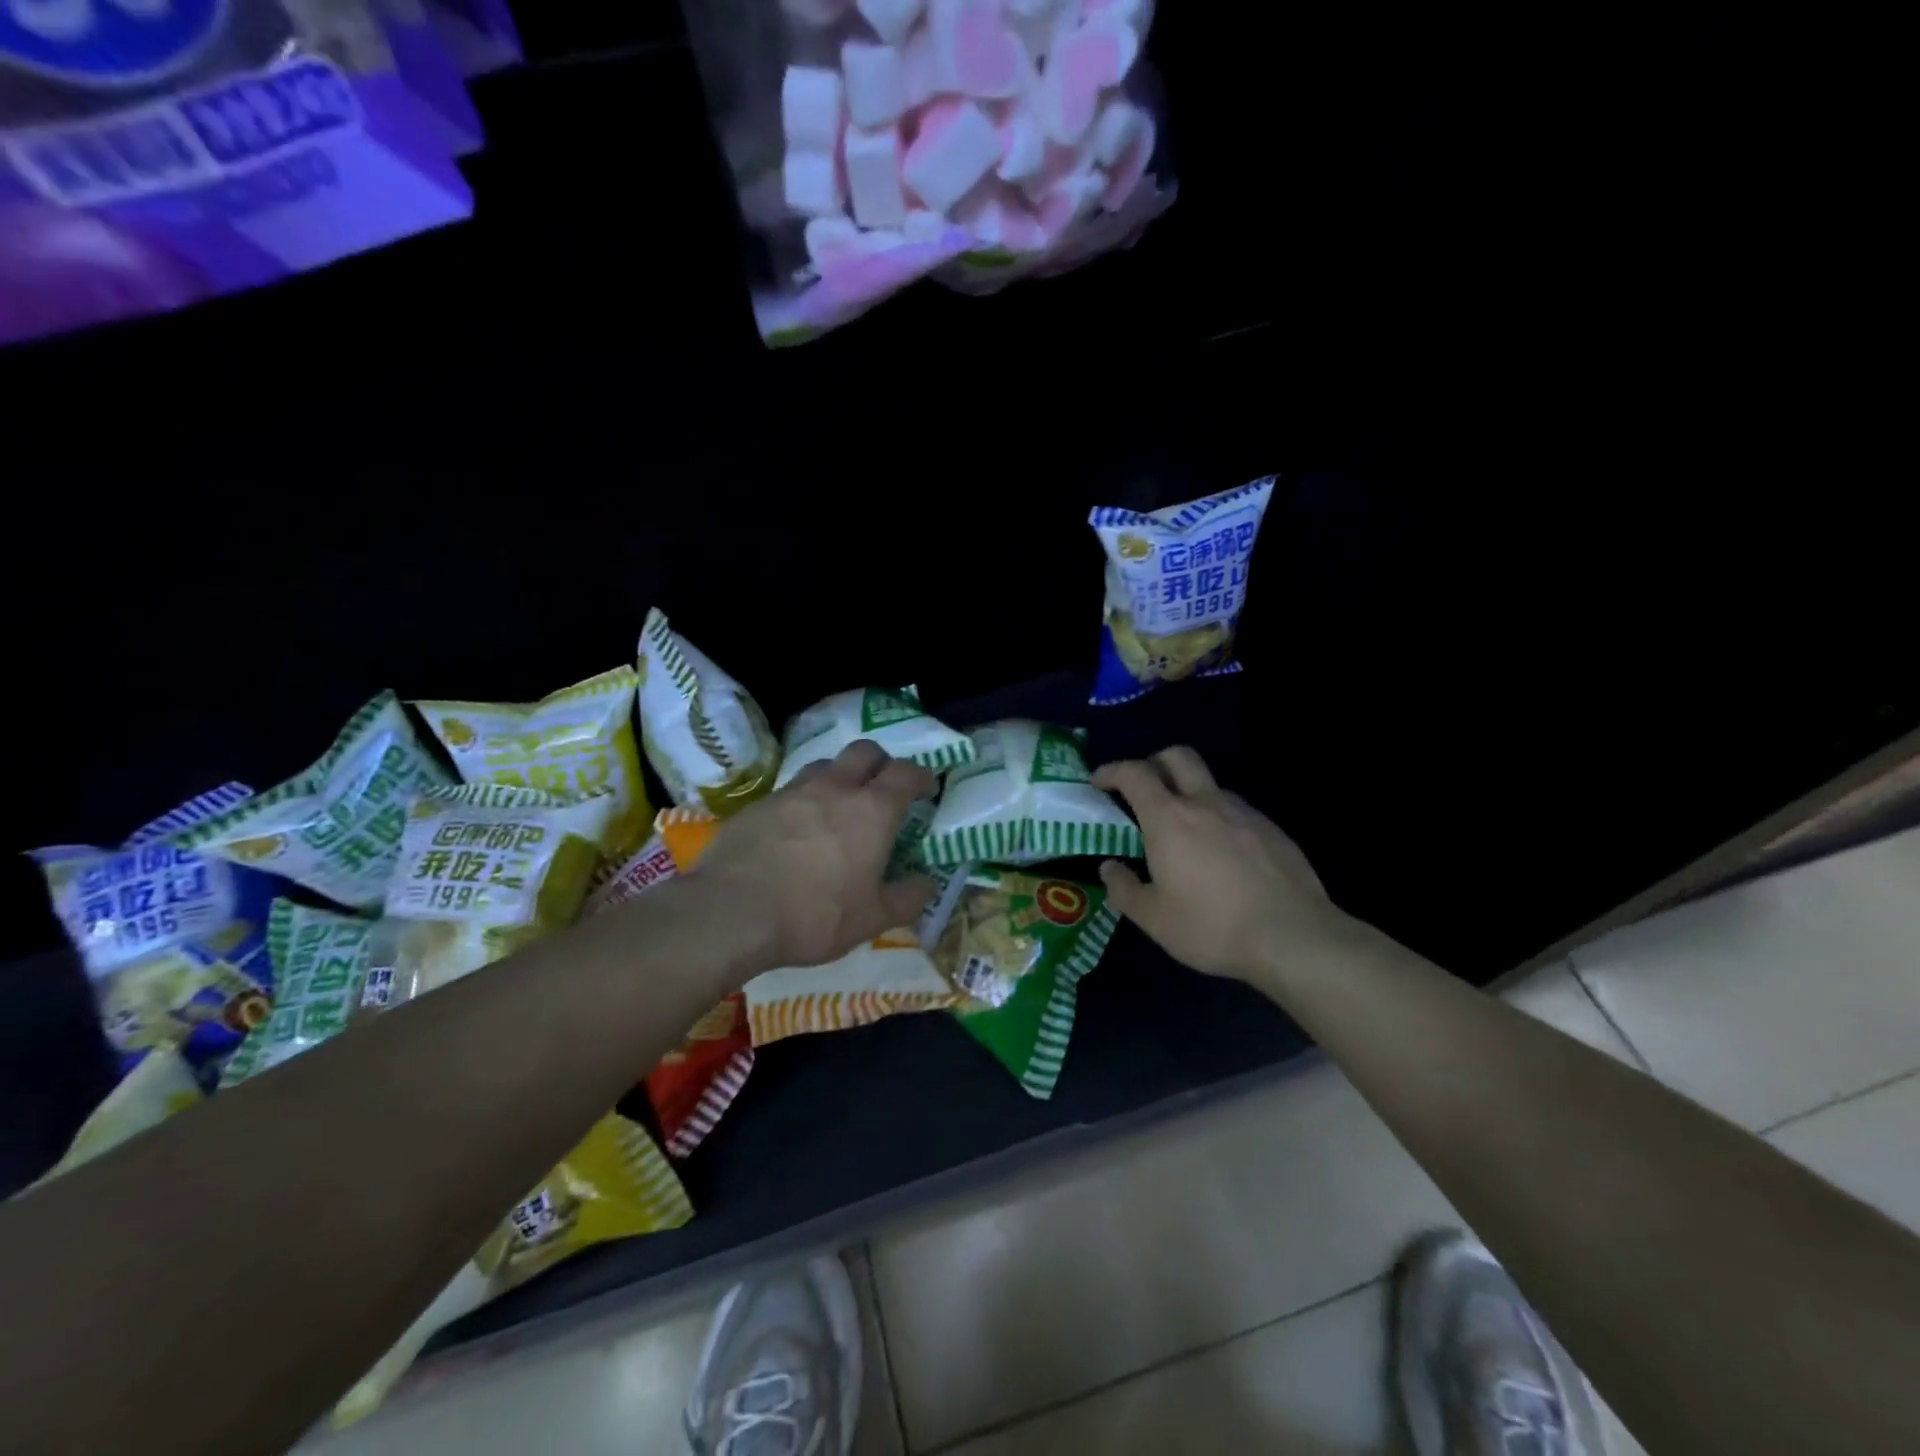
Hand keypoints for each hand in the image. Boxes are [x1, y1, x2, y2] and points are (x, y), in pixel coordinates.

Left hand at [689, 741, 937, 969]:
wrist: (733, 912)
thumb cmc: (815, 915)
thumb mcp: (873, 919)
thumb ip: (907, 898)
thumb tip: (927, 883)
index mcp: (872, 810)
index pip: (906, 773)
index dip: (921, 776)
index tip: (926, 789)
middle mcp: (835, 788)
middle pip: (865, 751)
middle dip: (881, 763)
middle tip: (884, 788)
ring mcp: (793, 792)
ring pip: (826, 765)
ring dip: (841, 776)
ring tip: (839, 805)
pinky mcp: (759, 804)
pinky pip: (792, 789)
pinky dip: (805, 799)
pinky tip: (798, 828)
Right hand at [1093, 747, 1350, 983]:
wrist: (1293, 937)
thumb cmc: (1212, 926)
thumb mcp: (1153, 918)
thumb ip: (1124, 888)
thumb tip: (1109, 867)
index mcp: (1169, 818)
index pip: (1134, 773)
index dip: (1111, 771)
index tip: (1099, 782)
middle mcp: (1205, 803)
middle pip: (1178, 756)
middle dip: (1154, 762)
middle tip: (1142, 789)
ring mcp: (1244, 813)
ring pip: (1210, 784)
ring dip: (1189, 792)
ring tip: (1184, 829)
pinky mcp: (1273, 830)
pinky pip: (1236, 810)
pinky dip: (1218, 818)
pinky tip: (1222, 853)